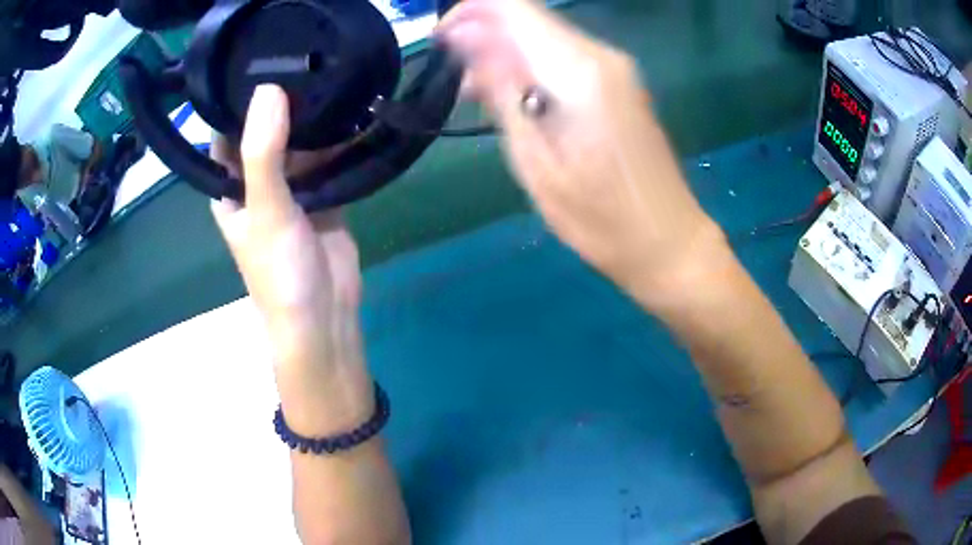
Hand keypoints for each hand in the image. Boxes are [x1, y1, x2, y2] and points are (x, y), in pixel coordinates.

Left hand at [211, 85, 371, 429]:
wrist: (324, 317)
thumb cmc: (280, 272)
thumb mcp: (265, 210)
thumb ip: (263, 153)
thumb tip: (269, 89)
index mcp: (230, 187)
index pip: (226, 133)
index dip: (237, 100)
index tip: (258, 59)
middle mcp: (257, 182)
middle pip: (266, 131)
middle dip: (282, 101)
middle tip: (305, 55)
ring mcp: (293, 188)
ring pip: (300, 142)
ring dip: (312, 117)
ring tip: (330, 71)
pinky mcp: (324, 194)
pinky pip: (328, 158)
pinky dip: (338, 139)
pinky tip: (352, 108)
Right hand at [439, 0, 722, 310]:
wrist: (669, 241)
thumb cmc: (600, 219)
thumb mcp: (536, 162)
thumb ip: (503, 92)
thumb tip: (470, 42)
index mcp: (579, 70)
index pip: (514, 6)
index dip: (469, 10)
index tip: (440, 40)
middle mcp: (601, 55)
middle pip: (529, 17)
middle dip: (483, 34)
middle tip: (454, 80)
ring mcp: (616, 68)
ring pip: (545, 35)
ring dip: (505, 52)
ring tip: (475, 95)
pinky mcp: (621, 84)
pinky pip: (565, 56)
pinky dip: (532, 65)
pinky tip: (515, 98)